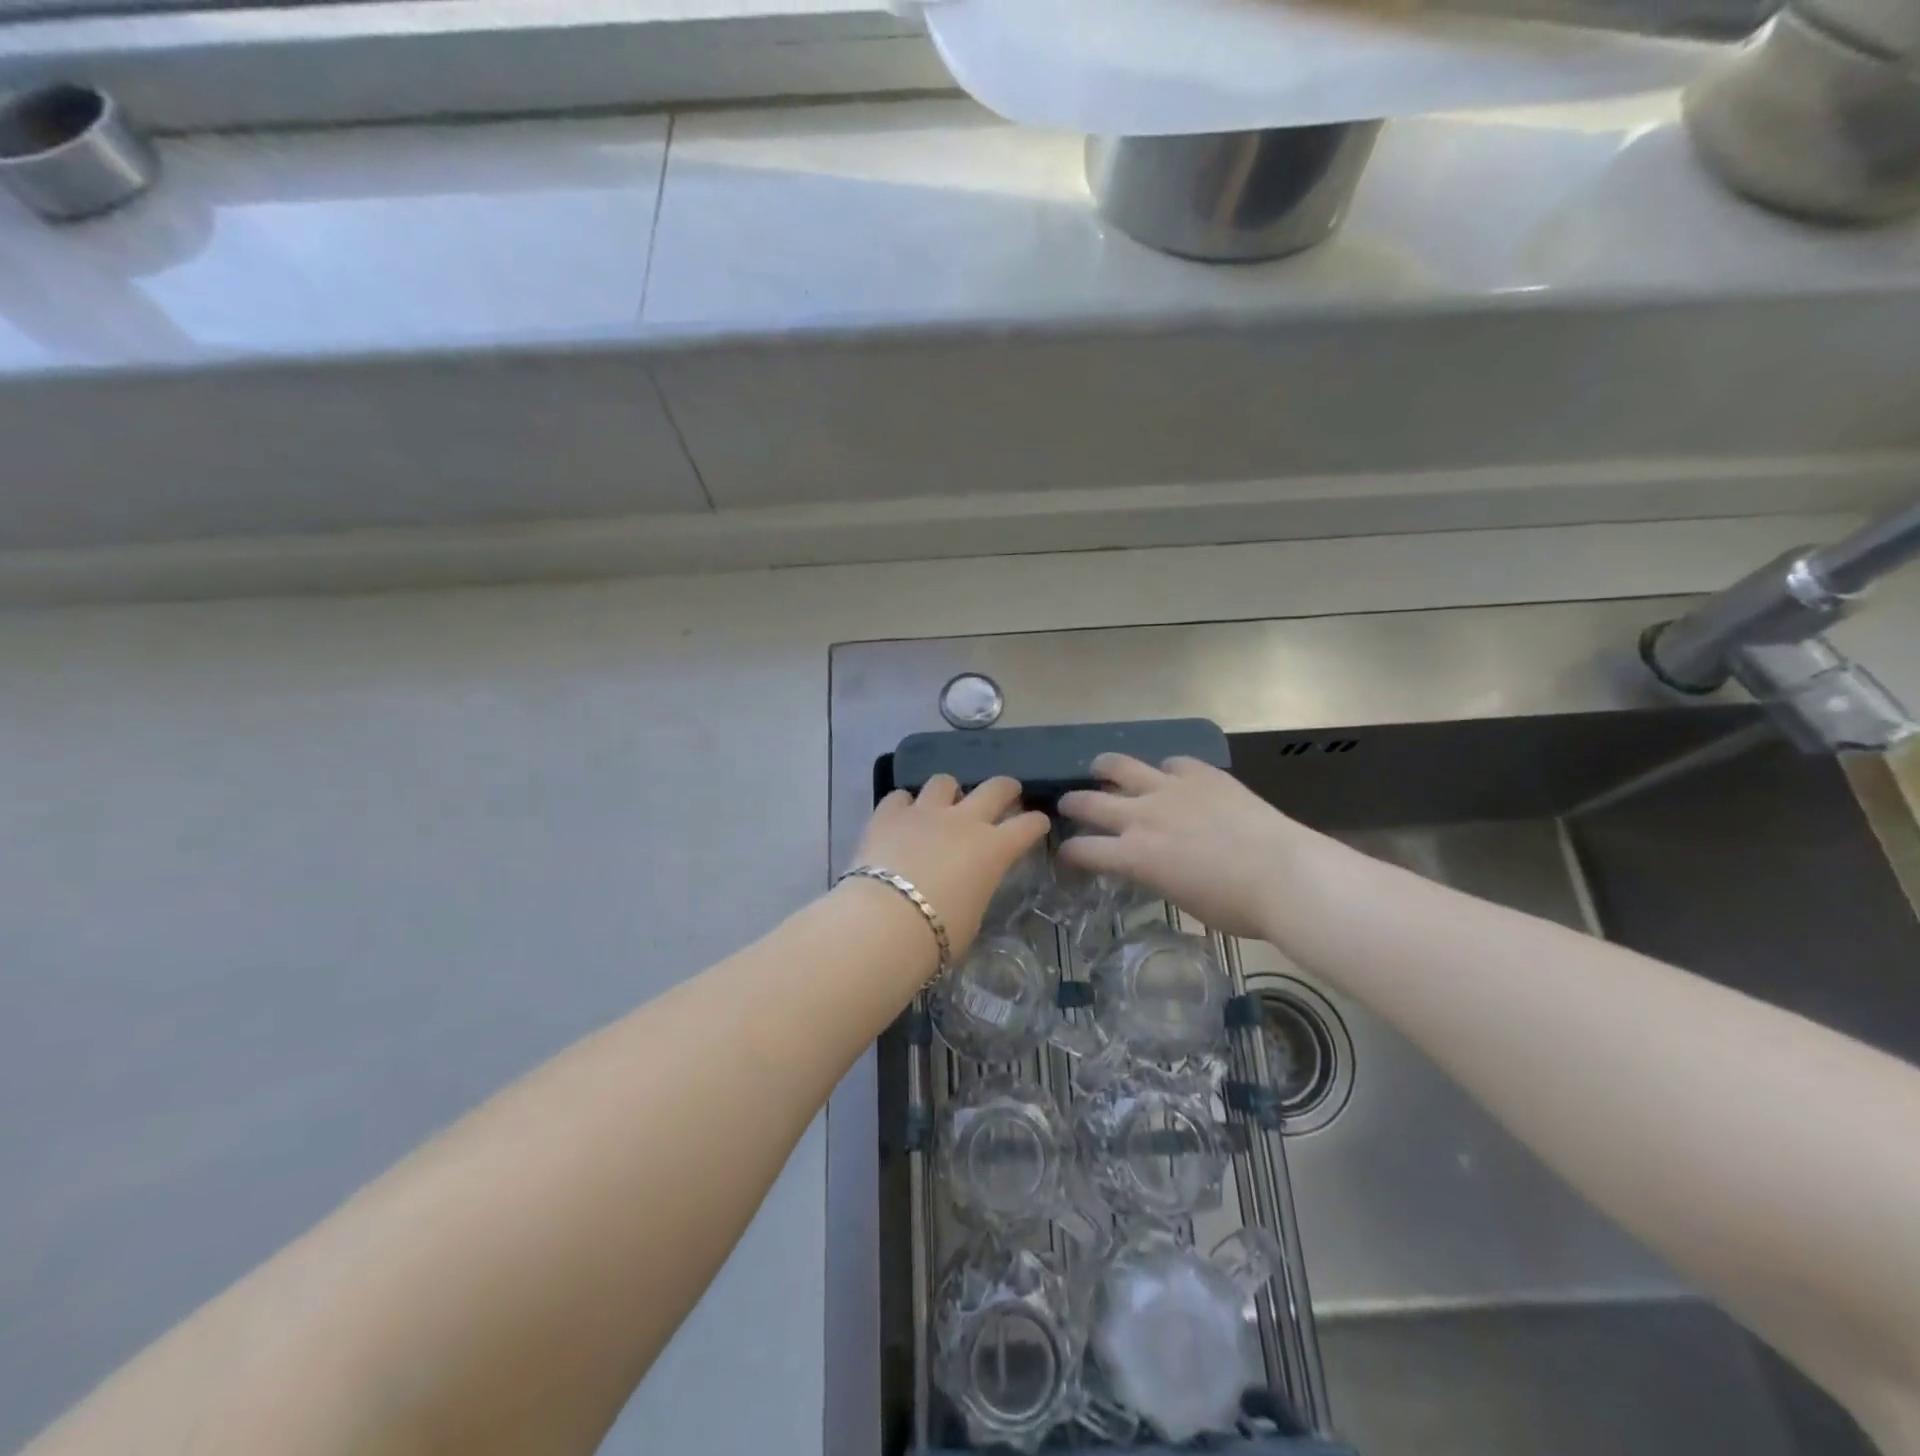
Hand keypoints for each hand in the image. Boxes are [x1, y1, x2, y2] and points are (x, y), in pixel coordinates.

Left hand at [850, 776, 1051, 959]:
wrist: (885, 923)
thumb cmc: (938, 935)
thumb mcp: (972, 917)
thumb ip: (975, 890)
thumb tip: (966, 887)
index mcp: (993, 850)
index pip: (1028, 826)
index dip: (1036, 822)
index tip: (1038, 823)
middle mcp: (964, 821)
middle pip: (995, 788)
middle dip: (1005, 788)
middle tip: (1007, 792)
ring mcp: (925, 812)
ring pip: (944, 782)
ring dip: (948, 791)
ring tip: (943, 804)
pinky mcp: (889, 814)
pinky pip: (899, 797)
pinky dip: (903, 805)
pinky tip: (901, 817)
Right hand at [1058, 754, 1317, 940]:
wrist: (1285, 874)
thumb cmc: (1236, 906)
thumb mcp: (1181, 899)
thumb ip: (1155, 874)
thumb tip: (1151, 864)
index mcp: (1135, 856)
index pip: (1084, 850)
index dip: (1069, 852)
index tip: (1066, 853)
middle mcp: (1142, 816)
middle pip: (1090, 802)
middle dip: (1072, 803)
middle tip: (1068, 804)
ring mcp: (1171, 788)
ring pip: (1121, 766)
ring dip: (1104, 768)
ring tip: (1100, 768)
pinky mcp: (1201, 773)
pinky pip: (1173, 763)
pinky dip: (1166, 769)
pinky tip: (1170, 775)